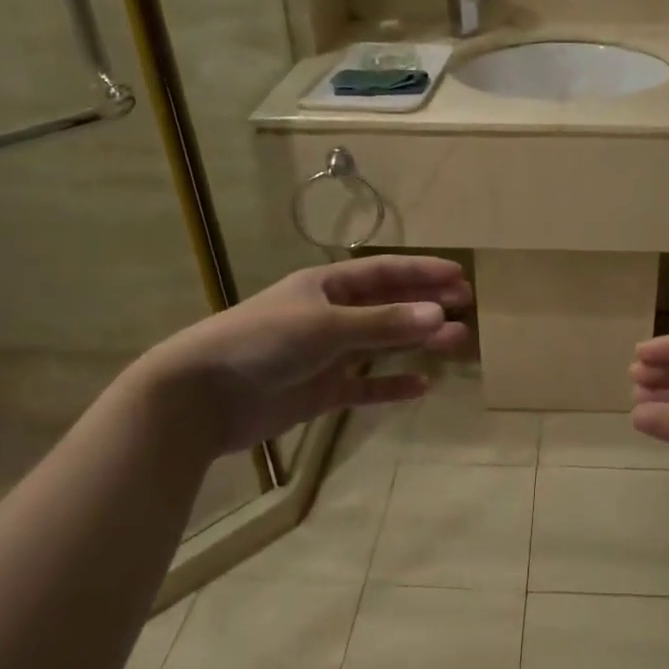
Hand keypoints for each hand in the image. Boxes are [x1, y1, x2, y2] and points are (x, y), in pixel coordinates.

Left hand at [136, 256, 470, 454]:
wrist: (202, 396)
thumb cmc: (263, 343)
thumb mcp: (326, 327)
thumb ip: (383, 324)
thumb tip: (439, 315)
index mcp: (326, 287)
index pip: (385, 273)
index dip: (422, 272)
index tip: (459, 276)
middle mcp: (329, 316)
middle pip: (388, 307)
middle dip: (426, 305)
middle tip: (466, 308)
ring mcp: (326, 355)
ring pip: (382, 345)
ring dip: (417, 343)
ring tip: (456, 342)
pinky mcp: (320, 391)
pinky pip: (366, 386)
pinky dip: (392, 386)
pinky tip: (421, 387)